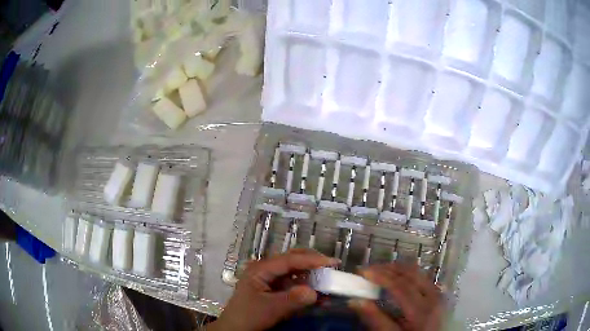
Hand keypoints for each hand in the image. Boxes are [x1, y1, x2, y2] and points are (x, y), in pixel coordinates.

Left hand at [208, 249, 338, 330]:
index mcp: (261, 269)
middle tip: (333, 268)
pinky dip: (307, 288)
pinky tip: (319, 295)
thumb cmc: (248, 317)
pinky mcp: (274, 291)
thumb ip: (292, 300)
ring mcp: (270, 280)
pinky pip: (294, 285)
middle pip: (293, 261)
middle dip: (313, 263)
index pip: (290, 260)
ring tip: (329, 281)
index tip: (332, 262)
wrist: (234, 329)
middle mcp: (266, 270)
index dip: (312, 260)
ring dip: (312, 276)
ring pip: (295, 272)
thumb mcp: (269, 309)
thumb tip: (315, 292)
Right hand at [349, 263, 442, 330]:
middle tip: (369, 270)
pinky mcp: (437, 294)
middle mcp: (433, 297)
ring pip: (418, 273)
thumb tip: (355, 301)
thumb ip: (375, 320)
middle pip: (411, 274)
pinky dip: (407, 274)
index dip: (381, 276)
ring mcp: (437, 294)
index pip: (400, 286)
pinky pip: (422, 277)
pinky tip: (396, 278)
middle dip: (388, 268)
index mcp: (421, 310)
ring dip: (397, 269)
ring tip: (379, 272)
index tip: (362, 272)